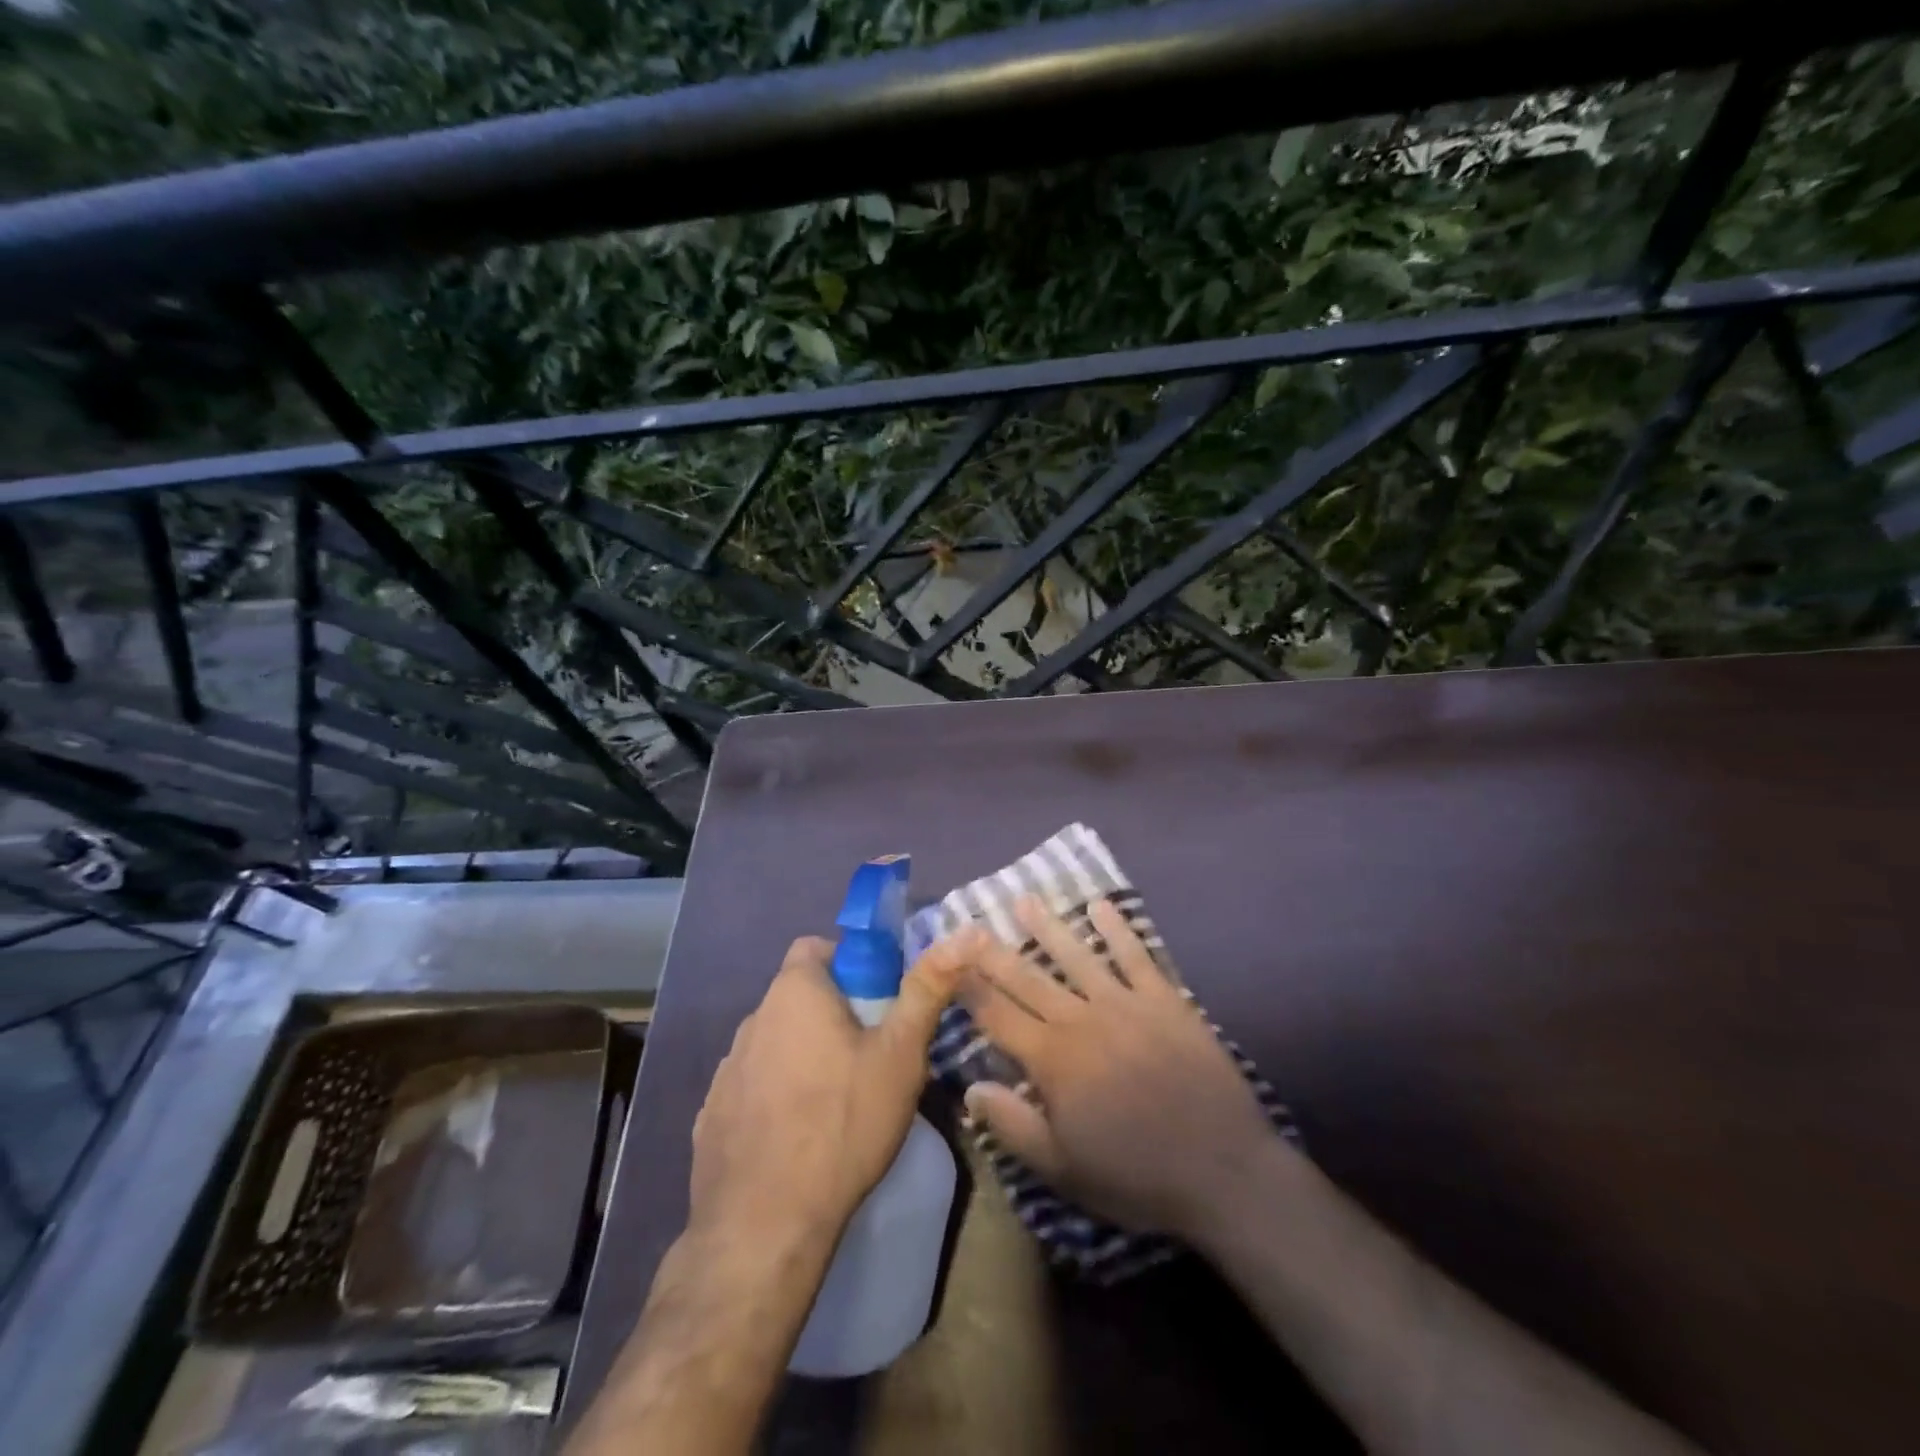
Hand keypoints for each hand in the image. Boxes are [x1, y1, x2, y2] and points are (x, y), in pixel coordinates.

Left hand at [689, 934, 966, 1251]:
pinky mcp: (711, 1116)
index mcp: (793, 993)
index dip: (849, 963)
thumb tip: (961, 935)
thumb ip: (926, 990)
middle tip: (869, 1053)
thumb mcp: (900, 1054)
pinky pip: (752, 1087)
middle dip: (832, 1013)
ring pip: (775, 1042)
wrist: (765, 1224)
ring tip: (837, 1099)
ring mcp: (726, 1070)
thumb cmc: (843, 1122)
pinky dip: (775, 1096)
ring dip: (802, 1054)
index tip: (877, 1000)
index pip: (815, 948)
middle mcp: (752, 1020)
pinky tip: (799, 1136)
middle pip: (798, 997)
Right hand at [953, 896, 1278, 1241]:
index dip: (970, 988)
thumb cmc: (1135, 1176)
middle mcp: (1081, 1020)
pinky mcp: (1164, 1000)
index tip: (948, 961)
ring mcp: (1125, 1004)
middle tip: (970, 922)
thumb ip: (1012, 1126)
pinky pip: (1136, 956)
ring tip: (1024, 901)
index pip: (999, 1016)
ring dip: (1048, 928)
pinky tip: (1101, 906)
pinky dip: (1118, 929)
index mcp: (1053, 1060)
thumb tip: (969, 1087)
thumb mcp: (1063, 1169)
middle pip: (1029, 979)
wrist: (1223, 1171)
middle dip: (995, 951)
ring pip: (1077, 956)